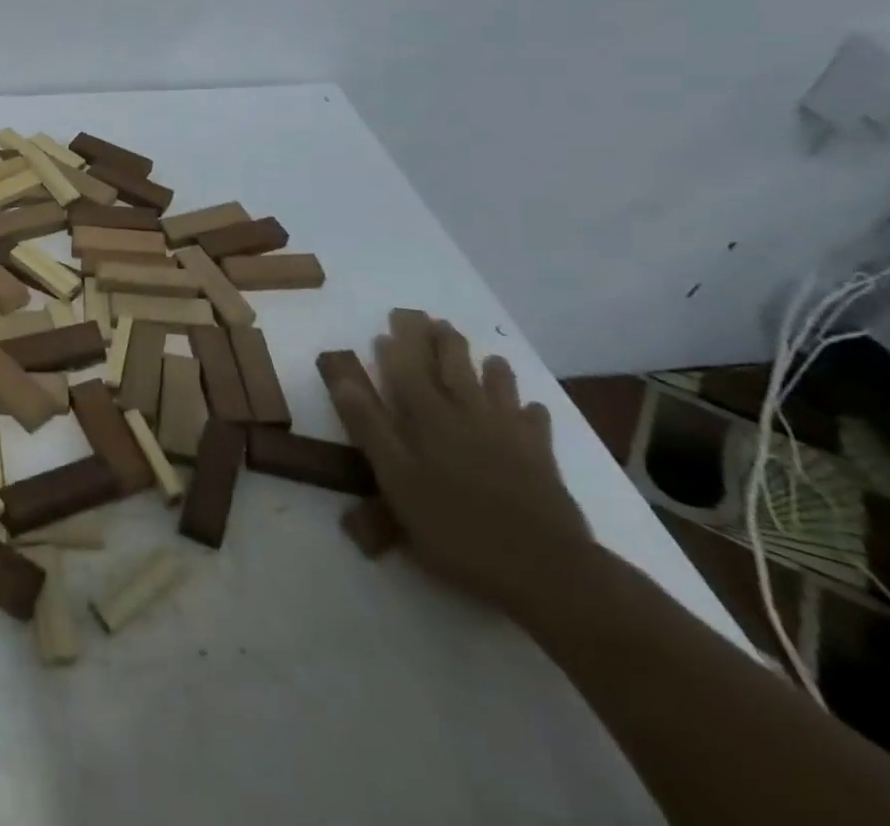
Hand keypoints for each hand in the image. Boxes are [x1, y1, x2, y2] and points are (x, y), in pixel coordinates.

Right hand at [329, 314, 592, 622]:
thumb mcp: (396, 480)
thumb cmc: (456, 527)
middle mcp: (467, 415)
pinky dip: (531, 412)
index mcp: (428, 418)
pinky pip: (536, 426)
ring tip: (488, 355)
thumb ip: (369, 427)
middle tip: (432, 319)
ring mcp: (509, 436)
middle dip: (440, 341)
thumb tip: (342, 379)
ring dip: (489, 368)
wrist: (547, 571)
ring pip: (497, 389)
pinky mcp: (542, 462)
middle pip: (452, 368)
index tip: (391, 323)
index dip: (398, 344)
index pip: (407, 368)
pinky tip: (533, 409)